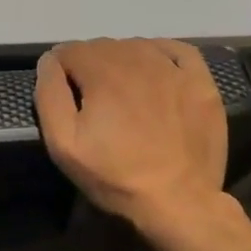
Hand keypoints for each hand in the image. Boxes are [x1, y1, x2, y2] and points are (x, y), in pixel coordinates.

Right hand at [35, 39, 237, 243]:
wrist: (179, 203)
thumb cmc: (116, 176)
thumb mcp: (63, 144)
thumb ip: (49, 95)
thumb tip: (49, 61)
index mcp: (102, 72)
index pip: (69, 50)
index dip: (60, 72)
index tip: (66, 98)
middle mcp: (137, 59)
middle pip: (101, 46)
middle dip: (90, 68)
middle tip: (94, 104)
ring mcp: (173, 69)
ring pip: (135, 46)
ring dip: (122, 62)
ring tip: (123, 96)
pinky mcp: (201, 83)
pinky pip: (177, 50)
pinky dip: (161, 53)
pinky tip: (156, 73)